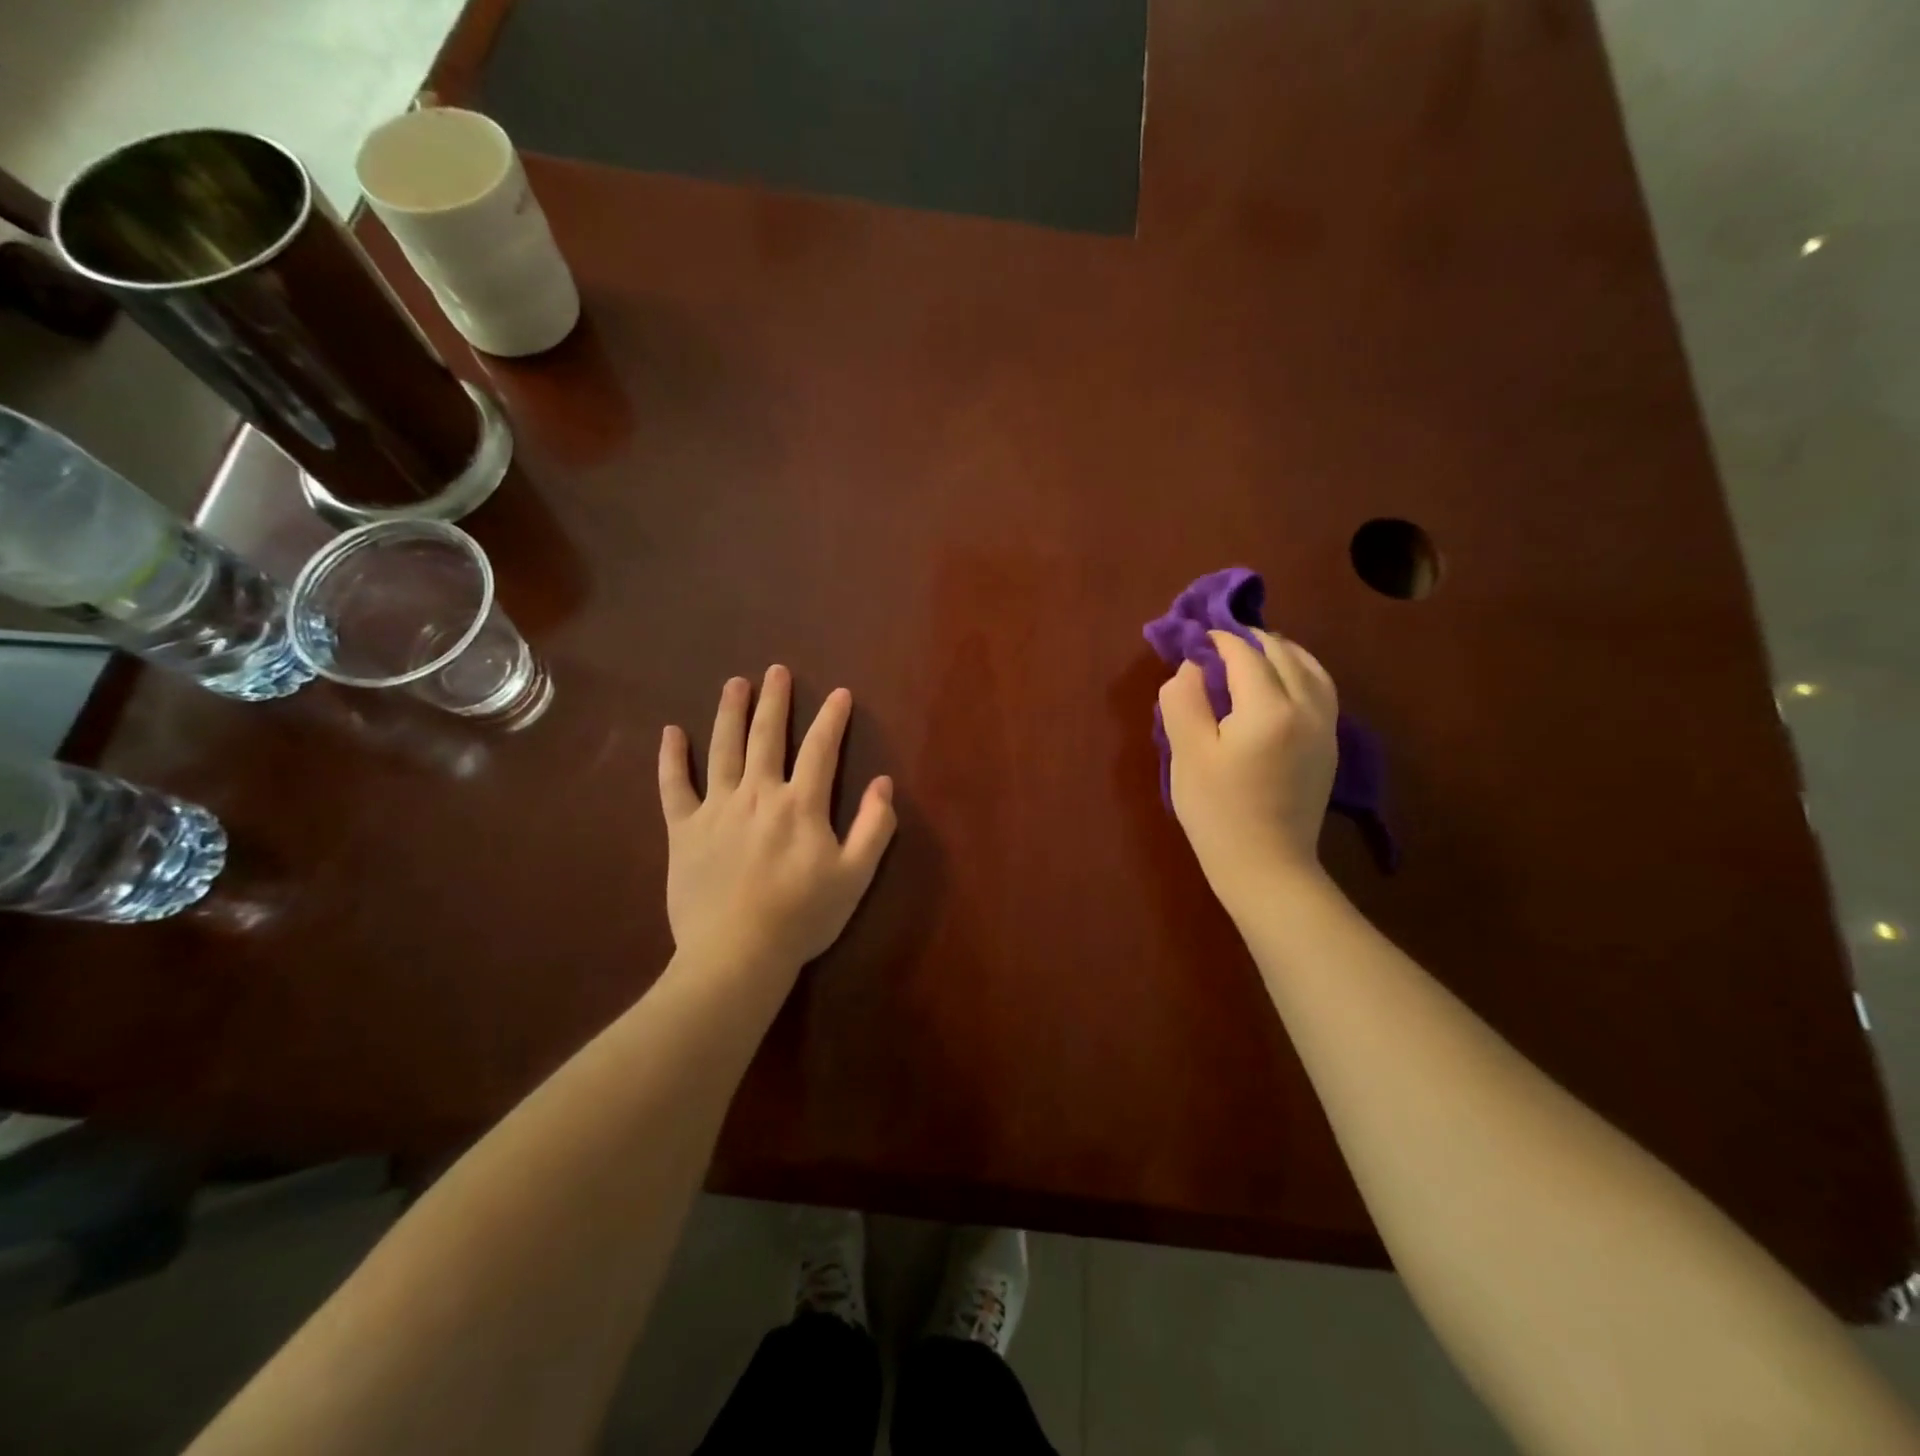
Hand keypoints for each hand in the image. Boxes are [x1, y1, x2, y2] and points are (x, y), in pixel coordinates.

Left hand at [659, 666, 895, 978]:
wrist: (736, 954)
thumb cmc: (802, 917)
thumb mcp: (855, 877)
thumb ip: (874, 828)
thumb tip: (883, 783)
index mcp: (801, 805)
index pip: (821, 750)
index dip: (832, 719)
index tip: (839, 693)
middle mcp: (758, 794)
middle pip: (767, 737)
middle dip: (774, 701)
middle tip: (776, 671)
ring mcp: (716, 809)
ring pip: (723, 750)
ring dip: (729, 714)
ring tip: (735, 684)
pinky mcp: (684, 830)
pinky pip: (673, 787)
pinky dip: (671, 759)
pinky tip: (670, 732)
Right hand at [1158, 629, 1338, 908]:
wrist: (1266, 866)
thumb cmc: (1218, 811)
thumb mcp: (1187, 753)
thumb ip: (1184, 699)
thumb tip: (1193, 666)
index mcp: (1270, 707)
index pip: (1244, 653)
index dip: (1217, 639)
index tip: (1194, 638)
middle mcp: (1308, 706)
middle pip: (1280, 652)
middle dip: (1247, 640)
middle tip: (1214, 645)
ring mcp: (1326, 726)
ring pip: (1308, 666)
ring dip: (1277, 652)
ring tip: (1247, 656)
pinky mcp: (1330, 745)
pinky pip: (1319, 688)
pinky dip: (1297, 672)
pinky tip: (1277, 684)